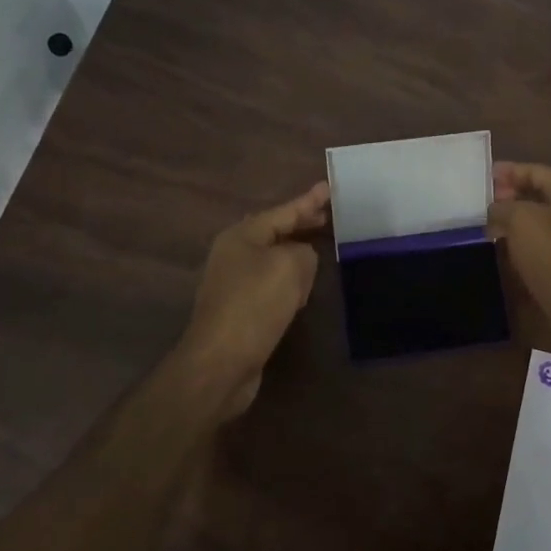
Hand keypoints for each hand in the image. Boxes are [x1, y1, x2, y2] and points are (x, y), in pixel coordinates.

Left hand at [175, 181, 328, 419]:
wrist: (221, 362)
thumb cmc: (255, 305)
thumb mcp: (291, 266)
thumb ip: (304, 252)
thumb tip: (302, 258)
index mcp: (242, 236)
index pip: (284, 211)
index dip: (309, 201)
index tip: (330, 187)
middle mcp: (234, 254)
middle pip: (276, 232)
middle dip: (302, 224)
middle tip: (329, 216)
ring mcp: (234, 283)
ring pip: (274, 259)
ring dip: (297, 254)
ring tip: (322, 247)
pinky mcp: (240, 310)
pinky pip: (272, 285)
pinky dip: (290, 282)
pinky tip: (305, 288)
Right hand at [488, 163, 550, 349]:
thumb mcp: (521, 221)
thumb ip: (503, 207)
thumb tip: (495, 209)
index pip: (534, 170)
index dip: (506, 172)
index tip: (479, 179)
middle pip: (538, 195)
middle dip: (508, 199)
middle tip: (478, 206)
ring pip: (540, 223)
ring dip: (514, 225)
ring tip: (485, 229)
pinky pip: (544, 248)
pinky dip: (524, 247)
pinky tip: (503, 254)